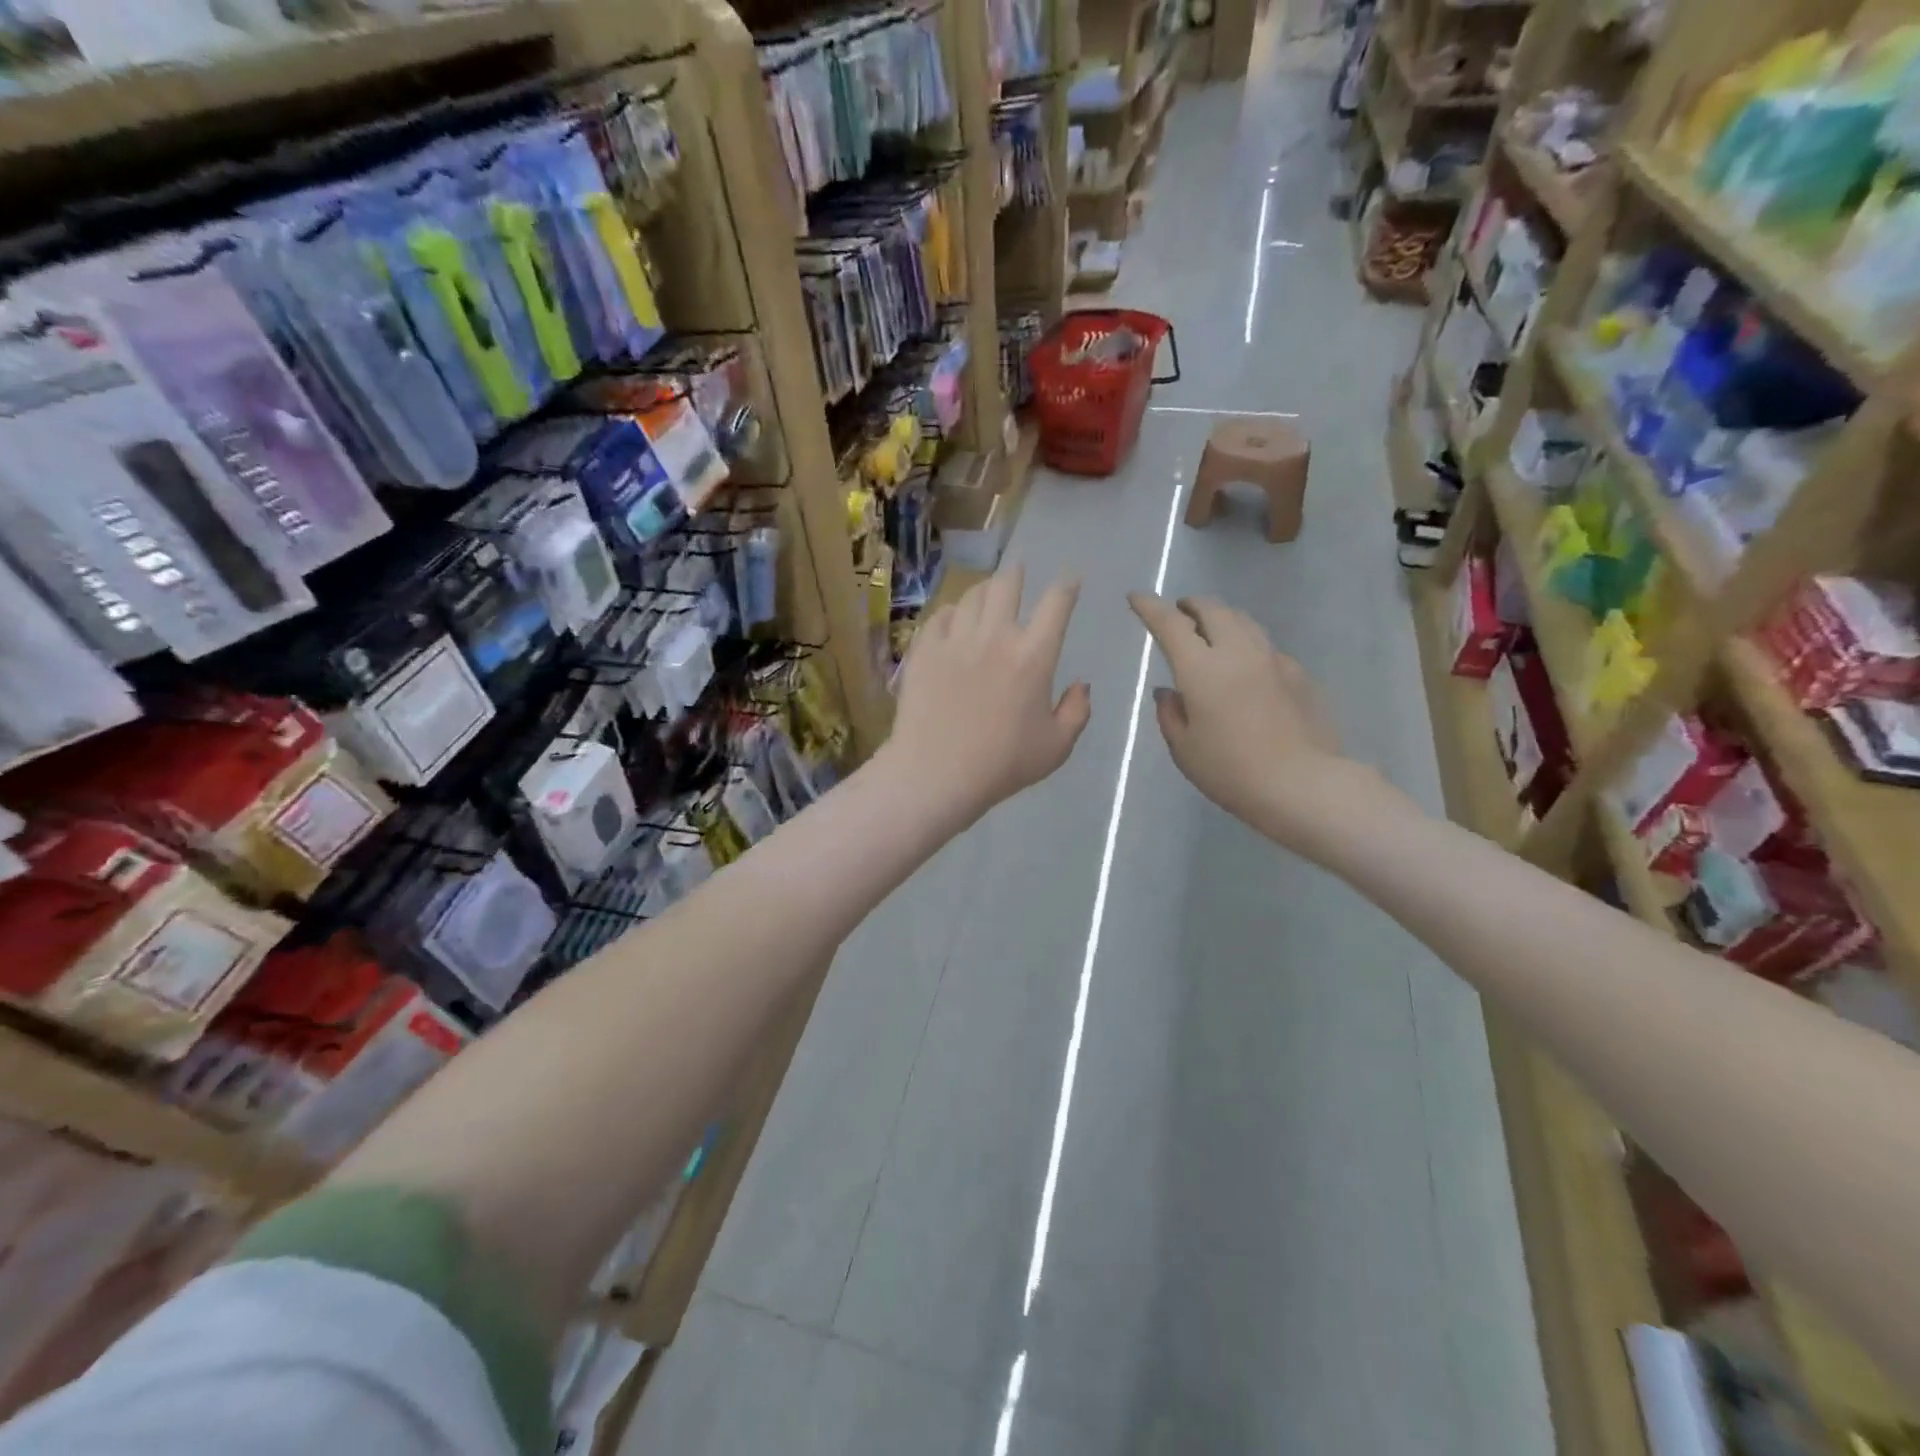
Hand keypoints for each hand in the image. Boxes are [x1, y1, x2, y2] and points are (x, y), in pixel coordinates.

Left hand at [888, 566, 1091, 822]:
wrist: (935, 772)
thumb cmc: (1002, 764)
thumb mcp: (1056, 747)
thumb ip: (1077, 711)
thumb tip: (1081, 685)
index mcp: (1033, 655)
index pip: (1056, 603)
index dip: (1067, 585)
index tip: (1070, 580)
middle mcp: (995, 635)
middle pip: (1008, 584)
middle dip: (1018, 574)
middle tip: (1019, 573)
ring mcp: (955, 639)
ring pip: (972, 595)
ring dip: (985, 590)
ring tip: (987, 594)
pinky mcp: (924, 649)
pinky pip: (941, 615)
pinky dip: (953, 613)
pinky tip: (954, 621)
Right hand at [1129, 592, 1351, 847]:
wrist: (1304, 785)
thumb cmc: (1232, 771)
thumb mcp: (1185, 749)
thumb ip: (1170, 714)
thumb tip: (1168, 692)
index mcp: (1201, 669)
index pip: (1170, 624)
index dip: (1150, 607)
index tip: (1137, 597)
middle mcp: (1238, 652)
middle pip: (1213, 610)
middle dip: (1190, 605)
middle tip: (1179, 613)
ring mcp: (1273, 659)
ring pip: (1243, 621)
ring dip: (1221, 618)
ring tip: (1210, 631)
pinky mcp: (1298, 674)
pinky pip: (1265, 646)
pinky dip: (1246, 644)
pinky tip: (1245, 667)